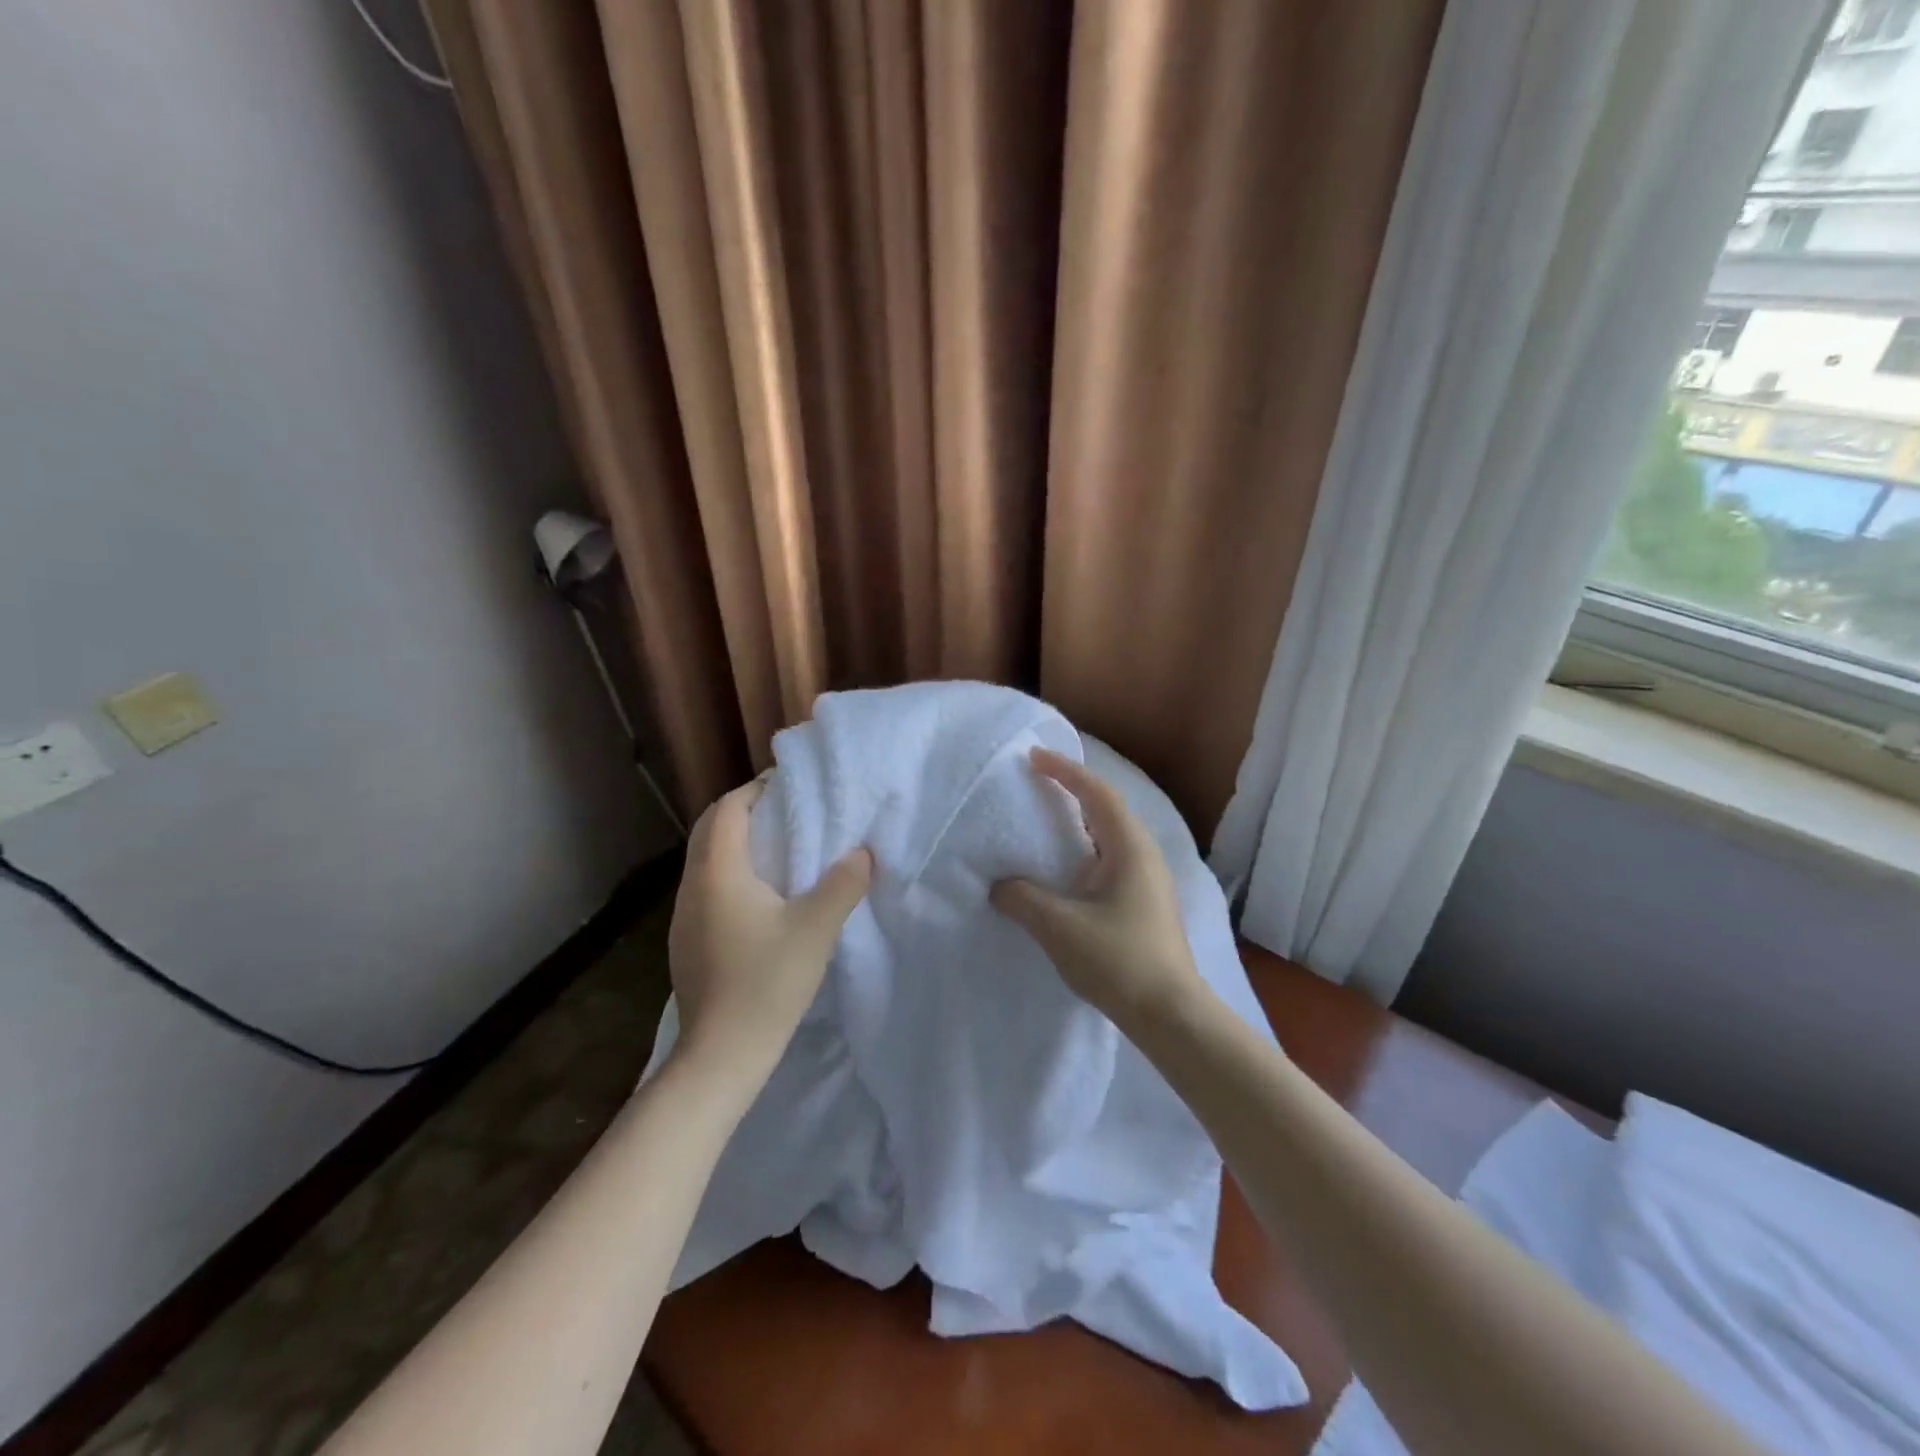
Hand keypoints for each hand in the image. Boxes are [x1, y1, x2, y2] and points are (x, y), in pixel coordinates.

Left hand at [667, 779, 872, 1079]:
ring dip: (736, 843)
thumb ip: (843, 884)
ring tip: (777, 848)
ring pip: (705, 860)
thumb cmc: (767, 983)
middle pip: (710, 830)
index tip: (789, 787)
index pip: (728, 809)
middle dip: (744, 812)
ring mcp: (683, 916)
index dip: (755, 790)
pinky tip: (758, 897)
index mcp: (718, 873)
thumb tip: (863, 853)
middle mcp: (692, 887)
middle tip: (786, 812)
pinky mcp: (686, 941)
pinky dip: (729, 873)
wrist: (721, 1055)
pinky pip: (705, 888)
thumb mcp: (816, 929)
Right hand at [990, 748, 1206, 1027]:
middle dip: (1074, 790)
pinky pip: (1111, 859)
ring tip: (1048, 821)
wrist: (1172, 1015)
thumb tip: (1000, 886)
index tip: (1034, 757)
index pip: (1096, 794)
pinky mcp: (1146, 904)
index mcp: (1129, 848)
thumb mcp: (1059, 927)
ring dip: (1080, 822)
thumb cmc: (1119, 961)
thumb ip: (1022, 900)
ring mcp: (1149, 881)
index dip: (1065, 771)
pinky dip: (1085, 850)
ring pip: (1111, 836)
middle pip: (1107, 809)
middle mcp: (1144, 855)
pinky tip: (1067, 871)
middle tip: (1039, 783)